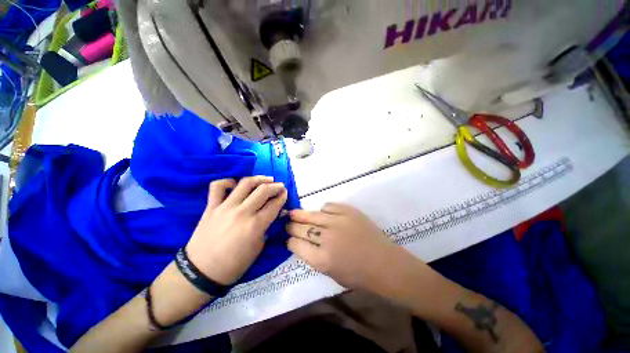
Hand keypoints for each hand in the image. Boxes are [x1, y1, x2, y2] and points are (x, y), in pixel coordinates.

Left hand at [186, 176, 287, 284]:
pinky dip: (228, 181)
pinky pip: (217, 187)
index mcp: (255, 226)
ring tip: (266, 179)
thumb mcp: (258, 248)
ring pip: (245, 184)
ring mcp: (225, 208)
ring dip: (259, 179)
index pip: (274, 205)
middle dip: (275, 186)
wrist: (201, 272)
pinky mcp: (211, 207)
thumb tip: (275, 213)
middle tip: (280, 186)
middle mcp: (242, 213)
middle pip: (263, 190)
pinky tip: (236, 184)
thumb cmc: (234, 264)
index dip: (283, 196)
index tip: (285, 193)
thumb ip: (267, 228)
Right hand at [286, 203, 407, 290]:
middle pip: (301, 228)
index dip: (289, 240)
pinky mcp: (348, 212)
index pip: (296, 245)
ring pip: (312, 215)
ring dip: (300, 215)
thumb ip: (314, 257)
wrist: (384, 263)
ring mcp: (338, 222)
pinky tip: (322, 213)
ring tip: (293, 213)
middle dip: (290, 226)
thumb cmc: (358, 275)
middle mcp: (327, 239)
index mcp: (321, 259)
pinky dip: (323, 210)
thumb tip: (302, 242)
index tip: (288, 238)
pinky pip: (328, 206)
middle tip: (286, 223)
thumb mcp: (330, 272)